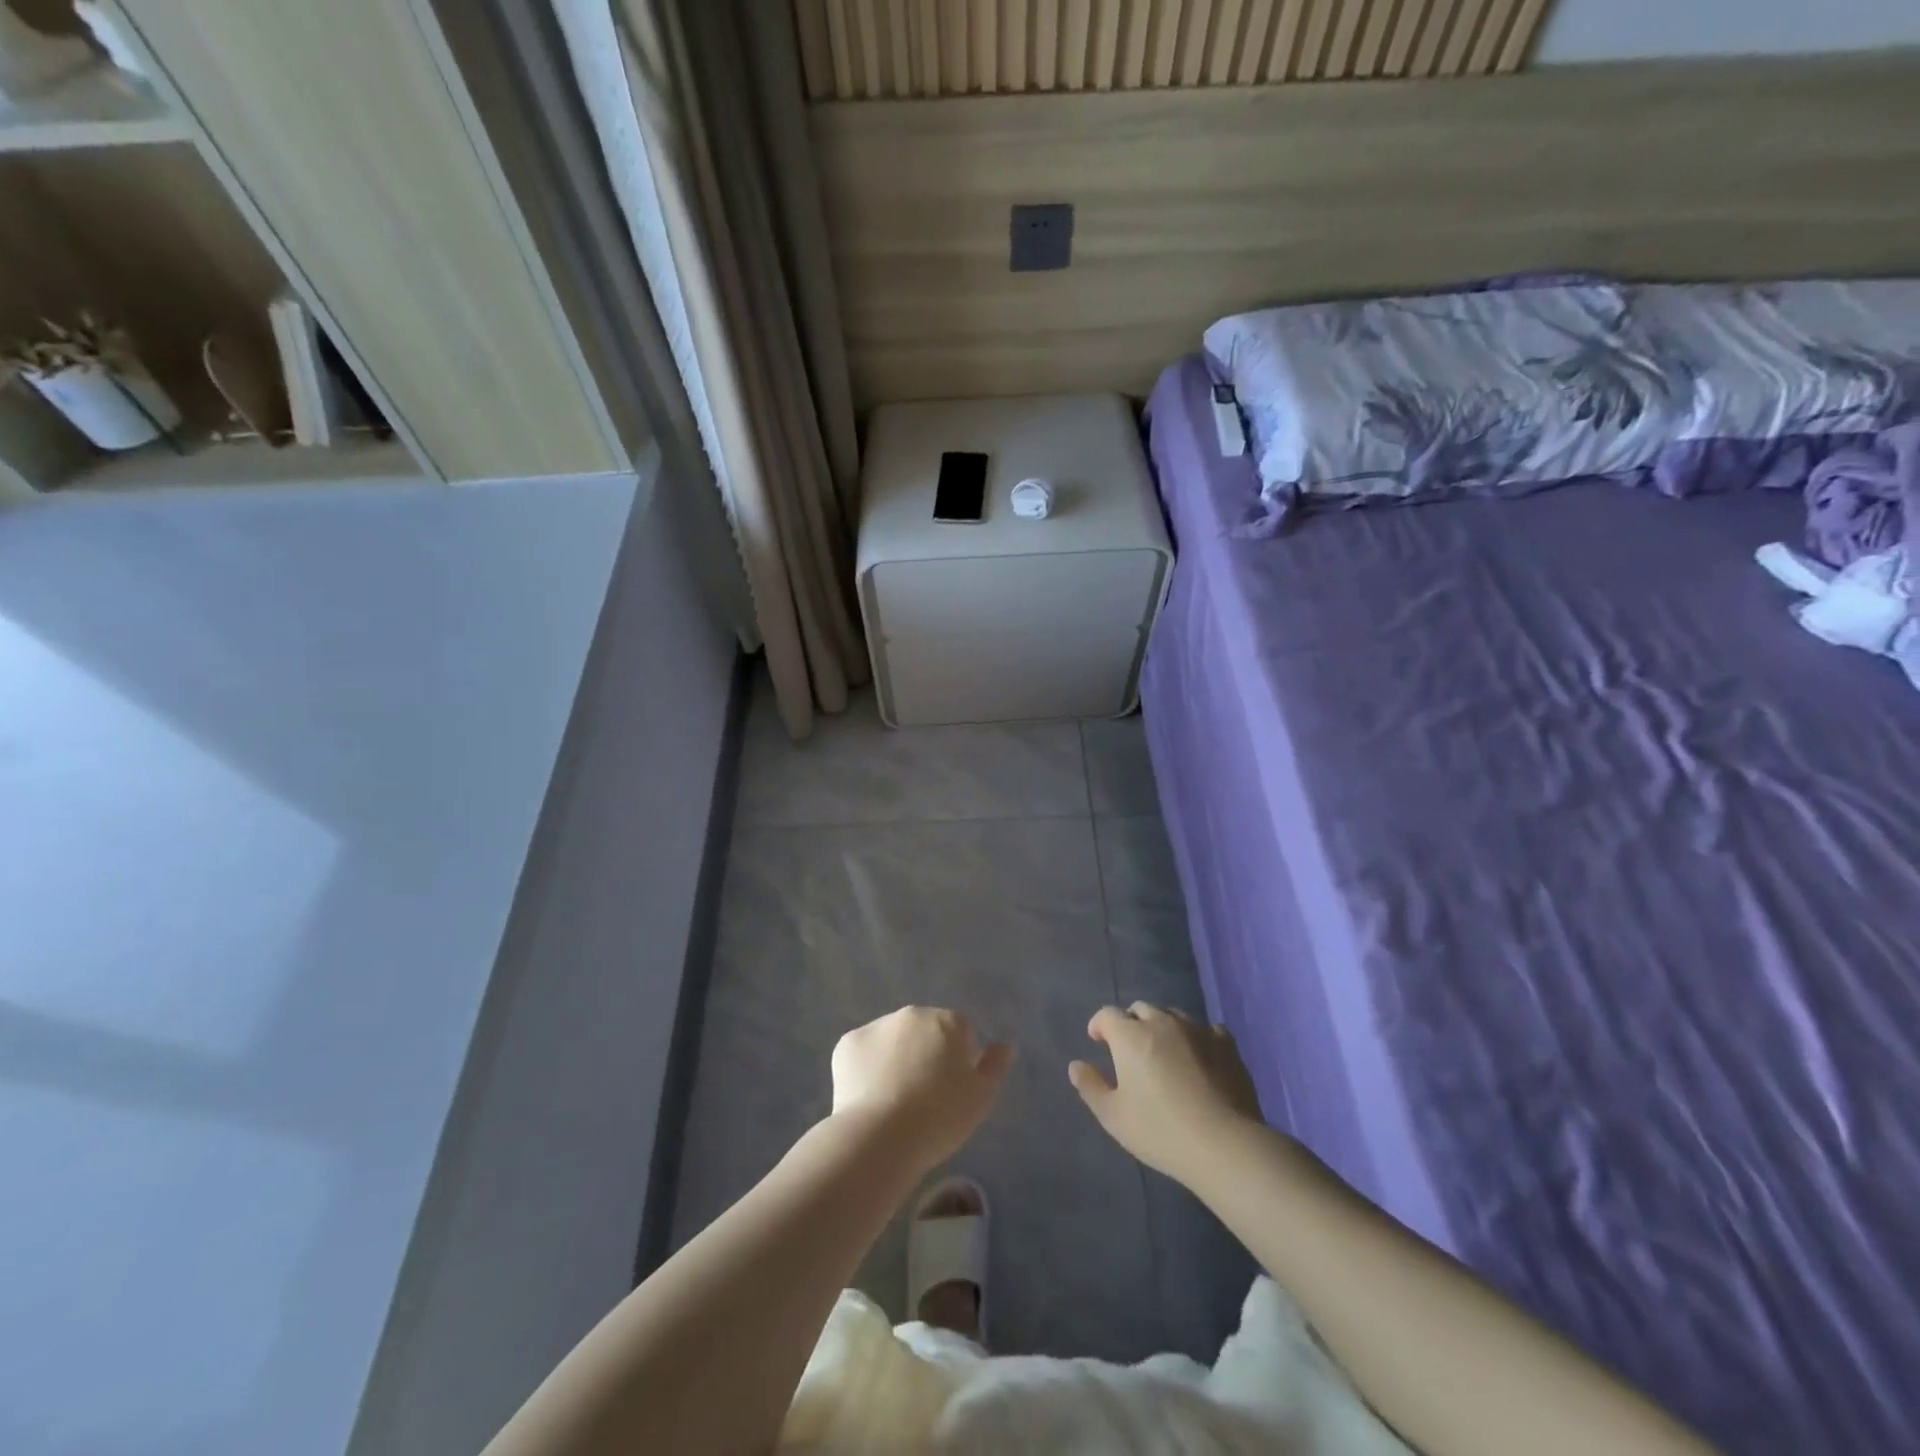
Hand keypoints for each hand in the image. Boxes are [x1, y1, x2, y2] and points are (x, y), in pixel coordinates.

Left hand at [831, 1007, 1012, 1171]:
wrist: (881, 1136)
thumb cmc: (940, 1117)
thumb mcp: (981, 1097)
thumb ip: (995, 1065)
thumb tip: (1005, 1044)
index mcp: (947, 1020)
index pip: (960, 1032)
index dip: (958, 1060)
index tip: (952, 1091)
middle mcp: (912, 1014)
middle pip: (924, 1031)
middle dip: (925, 1053)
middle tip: (923, 1096)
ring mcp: (876, 1026)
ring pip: (891, 1040)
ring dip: (895, 1058)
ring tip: (893, 1101)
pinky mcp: (847, 1044)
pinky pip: (862, 1053)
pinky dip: (866, 1069)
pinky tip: (868, 1098)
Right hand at [1069, 1003, 1263, 1184]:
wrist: (1224, 1144)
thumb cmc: (1160, 1130)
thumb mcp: (1113, 1116)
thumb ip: (1090, 1086)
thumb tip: (1076, 1065)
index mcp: (1130, 1036)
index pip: (1108, 1014)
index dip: (1099, 1024)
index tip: (1098, 1041)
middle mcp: (1162, 1023)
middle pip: (1140, 1010)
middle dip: (1131, 1023)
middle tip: (1130, 1050)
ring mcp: (1197, 1030)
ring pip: (1173, 1016)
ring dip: (1163, 1027)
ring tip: (1165, 1052)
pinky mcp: (1226, 1044)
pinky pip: (1207, 1029)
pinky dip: (1197, 1038)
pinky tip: (1200, 1057)